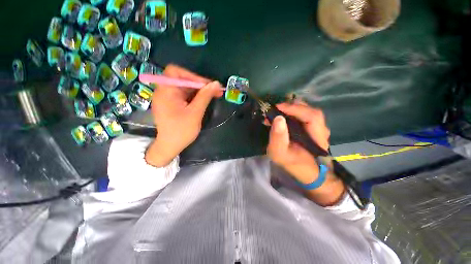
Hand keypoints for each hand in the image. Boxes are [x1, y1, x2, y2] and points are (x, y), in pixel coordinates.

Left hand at [145, 64, 223, 166]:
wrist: (170, 146)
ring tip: (214, 95)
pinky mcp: (172, 104)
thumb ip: (205, 97)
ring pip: (185, 88)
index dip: (192, 76)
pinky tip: (204, 100)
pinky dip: (195, 96)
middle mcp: (164, 91)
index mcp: (166, 92)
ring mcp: (168, 98)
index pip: (176, 72)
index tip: (207, 85)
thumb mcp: (195, 113)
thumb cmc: (181, 131)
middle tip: (215, 90)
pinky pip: (184, 95)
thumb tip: (216, 84)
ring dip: (200, 91)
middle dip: (200, 84)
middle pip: (182, 80)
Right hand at [267, 102, 330, 183]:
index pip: (311, 116)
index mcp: (316, 137)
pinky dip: (293, 113)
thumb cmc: (293, 163)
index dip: (294, 108)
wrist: (306, 172)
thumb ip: (278, 137)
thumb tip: (278, 118)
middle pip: (310, 111)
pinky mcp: (313, 128)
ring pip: (307, 112)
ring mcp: (319, 128)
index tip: (277, 107)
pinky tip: (283, 117)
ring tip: (278, 112)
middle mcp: (321, 130)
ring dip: (292, 109)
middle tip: (276, 109)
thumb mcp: (279, 153)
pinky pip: (304, 116)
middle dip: (292, 107)